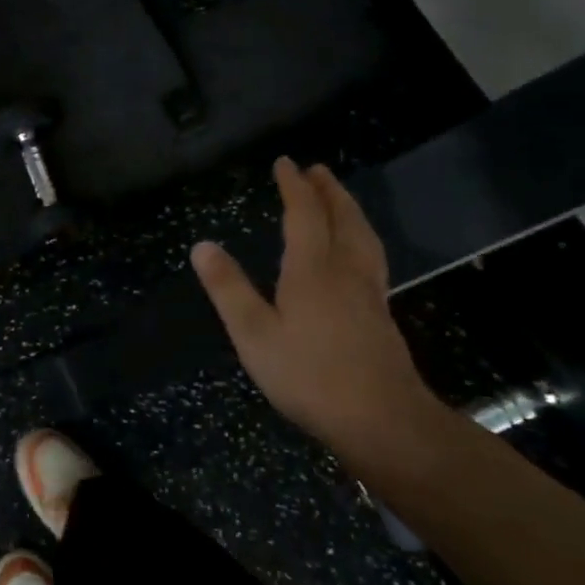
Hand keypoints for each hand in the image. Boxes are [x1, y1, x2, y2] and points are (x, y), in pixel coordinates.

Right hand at [190, 158, 436, 447]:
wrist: (383, 421)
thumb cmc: (309, 376)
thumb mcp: (254, 334)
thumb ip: (228, 288)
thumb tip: (201, 245)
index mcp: (312, 270)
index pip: (304, 215)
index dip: (294, 187)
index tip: (285, 163)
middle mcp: (345, 272)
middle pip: (342, 219)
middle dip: (328, 191)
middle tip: (318, 170)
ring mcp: (369, 293)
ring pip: (363, 237)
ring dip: (350, 210)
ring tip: (340, 198)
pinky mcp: (380, 315)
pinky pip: (372, 257)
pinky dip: (361, 237)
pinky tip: (358, 252)